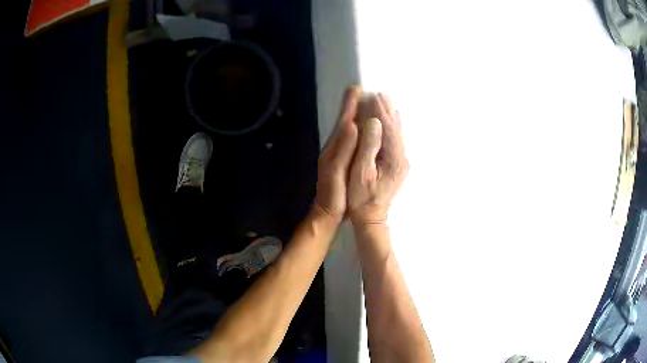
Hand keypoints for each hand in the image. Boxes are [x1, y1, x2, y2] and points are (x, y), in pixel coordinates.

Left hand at [313, 86, 360, 220]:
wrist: (327, 213)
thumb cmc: (333, 194)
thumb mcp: (337, 171)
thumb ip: (345, 149)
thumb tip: (352, 124)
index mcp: (335, 147)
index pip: (343, 121)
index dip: (350, 105)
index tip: (356, 88)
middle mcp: (336, 147)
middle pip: (346, 122)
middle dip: (353, 106)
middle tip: (360, 90)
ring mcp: (339, 154)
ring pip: (349, 130)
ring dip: (356, 115)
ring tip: (365, 104)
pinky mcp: (344, 162)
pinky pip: (354, 140)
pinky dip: (360, 130)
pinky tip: (365, 130)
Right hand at [348, 93, 408, 225]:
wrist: (371, 219)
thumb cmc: (361, 198)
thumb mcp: (361, 172)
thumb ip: (369, 146)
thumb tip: (374, 122)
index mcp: (394, 159)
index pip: (388, 129)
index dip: (381, 112)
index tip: (374, 96)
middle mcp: (402, 158)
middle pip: (395, 130)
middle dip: (388, 112)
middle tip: (381, 95)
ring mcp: (401, 163)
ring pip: (397, 135)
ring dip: (391, 119)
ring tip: (386, 103)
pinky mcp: (398, 166)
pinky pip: (396, 142)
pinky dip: (393, 130)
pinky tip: (392, 123)